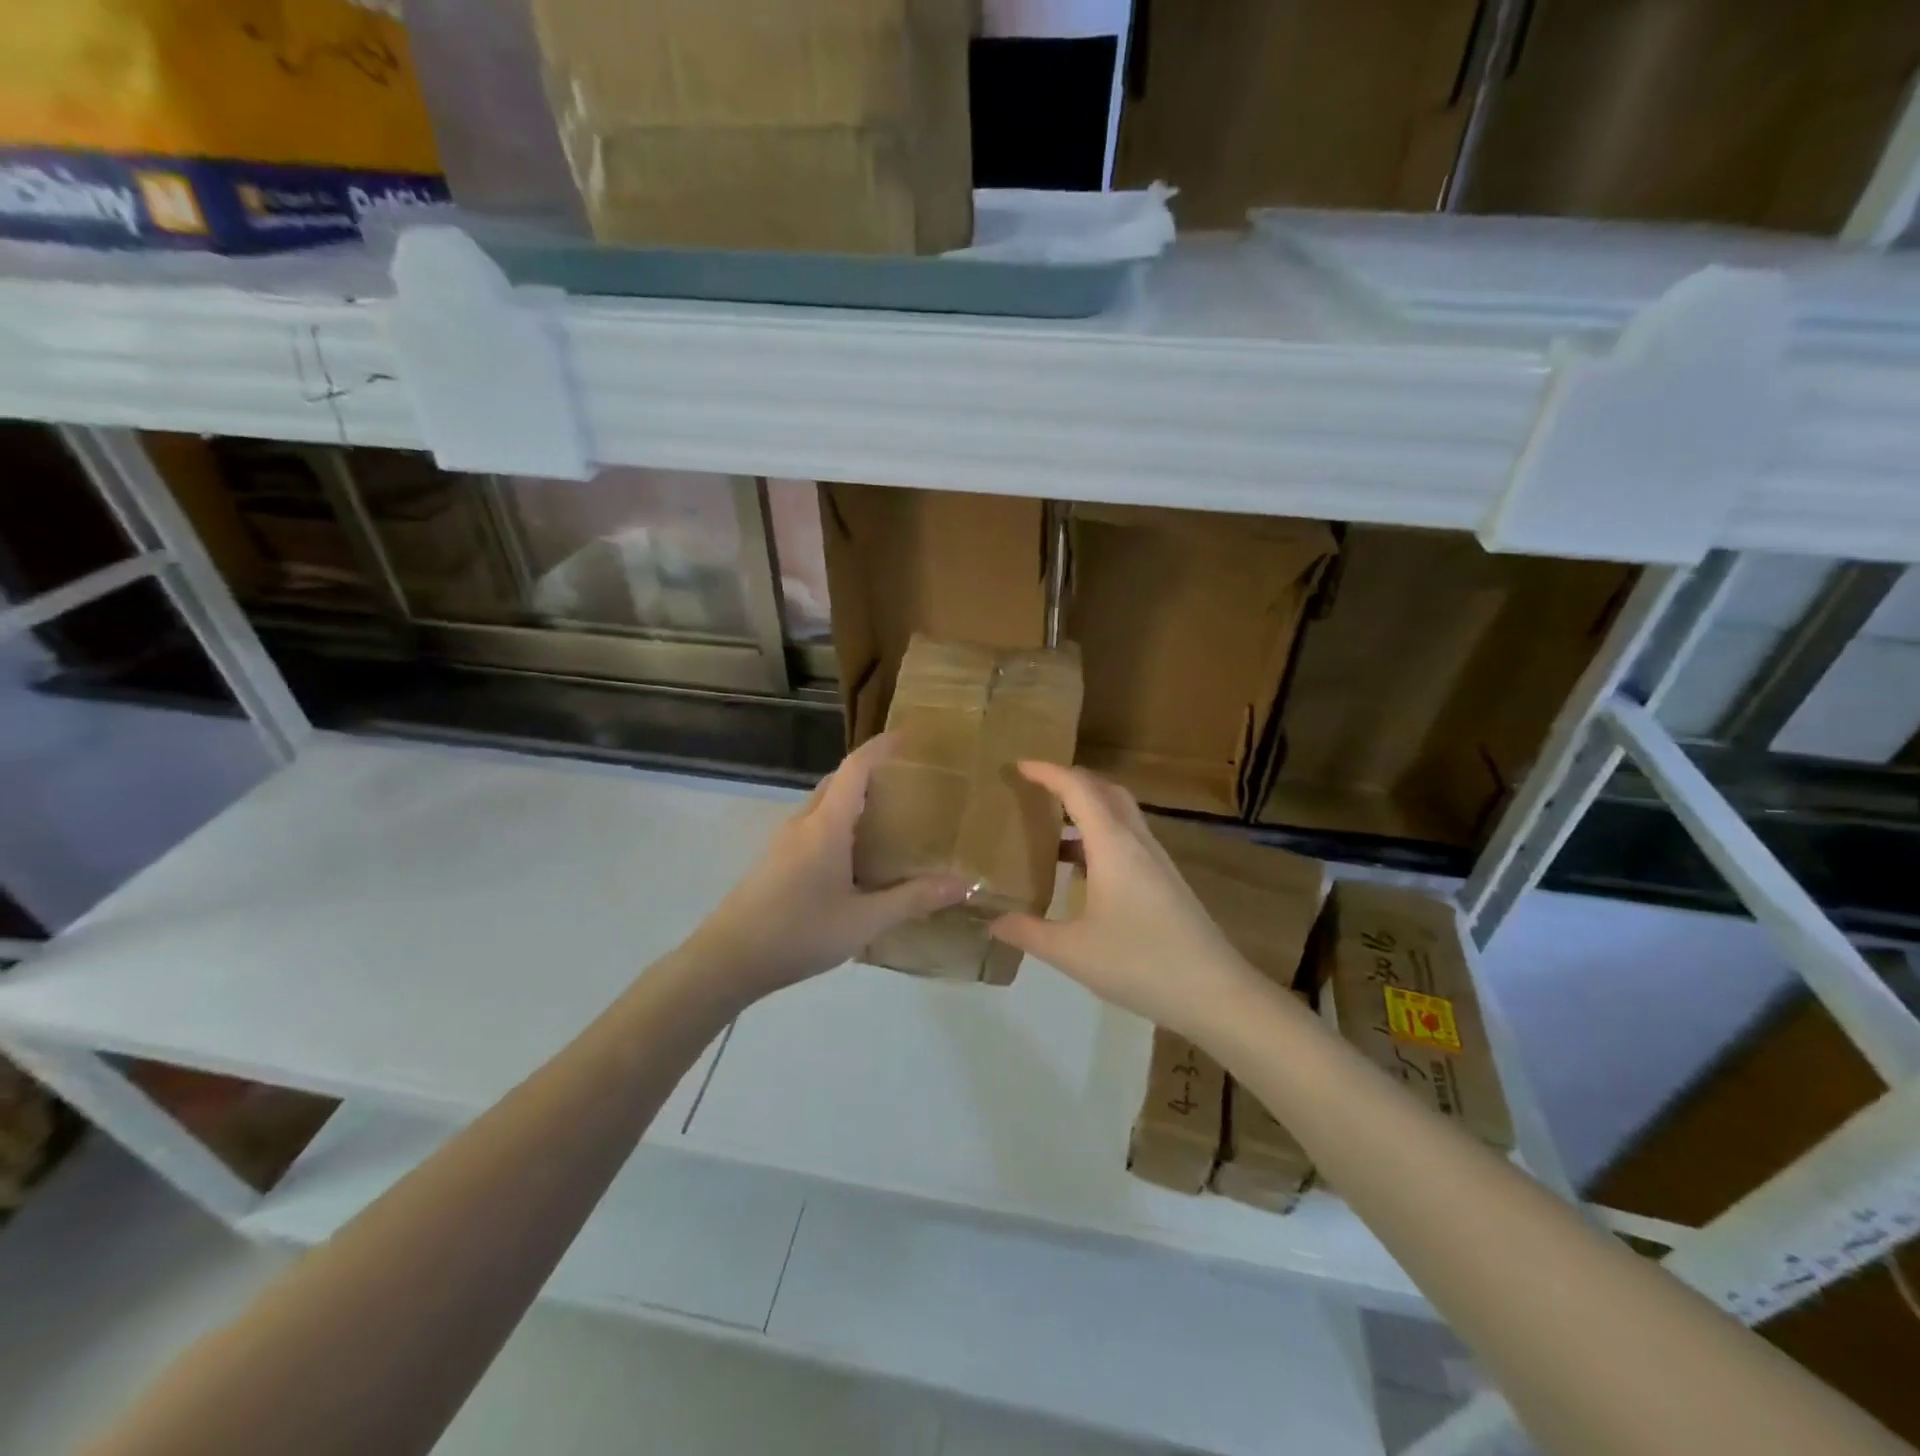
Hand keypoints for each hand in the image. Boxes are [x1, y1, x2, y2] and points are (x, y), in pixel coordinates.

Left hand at [682, 734, 967, 1001]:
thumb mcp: (863, 921)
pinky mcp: (776, 859)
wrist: (727, 960)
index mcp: (825, 826)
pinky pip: (814, 824)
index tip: (910, 736)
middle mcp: (803, 822)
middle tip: (909, 780)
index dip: (882, 747)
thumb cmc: (798, 933)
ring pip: (824, 803)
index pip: (856, 768)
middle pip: (839, 780)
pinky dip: (839, 820)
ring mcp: (785, 840)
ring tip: (890, 813)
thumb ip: (913, 899)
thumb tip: (964, 884)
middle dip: (872, 771)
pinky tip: (856, 853)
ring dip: (853, 797)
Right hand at [989, 762, 1262, 1040]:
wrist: (1215, 993)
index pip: (1078, 789)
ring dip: (1088, 811)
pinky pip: (1129, 841)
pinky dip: (1101, 838)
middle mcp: (1137, 843)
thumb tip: (994, 921)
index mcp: (1113, 846)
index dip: (1048, 773)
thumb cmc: (1140, 963)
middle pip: (1105, 791)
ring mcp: (1157, 862)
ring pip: (1121, 816)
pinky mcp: (1166, 882)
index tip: (1019, 765)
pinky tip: (1083, 873)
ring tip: (1052, 831)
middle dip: (1071, 782)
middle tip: (1037, 790)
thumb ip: (1029, 932)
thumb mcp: (1072, 952)